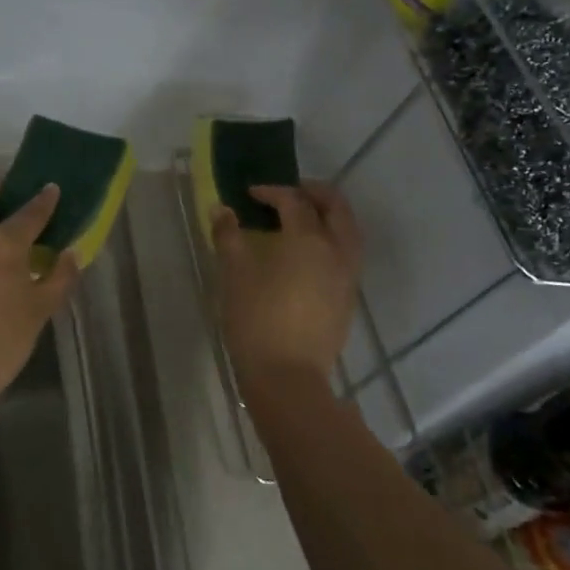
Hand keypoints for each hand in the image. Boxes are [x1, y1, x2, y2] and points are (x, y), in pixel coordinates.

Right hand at [211, 181, 361, 385]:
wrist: (287, 377)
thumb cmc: (257, 321)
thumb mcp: (234, 275)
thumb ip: (228, 237)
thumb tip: (221, 210)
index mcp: (308, 239)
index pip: (294, 201)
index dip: (272, 191)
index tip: (250, 194)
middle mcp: (336, 250)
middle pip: (336, 206)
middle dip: (313, 192)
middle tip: (288, 193)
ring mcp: (347, 275)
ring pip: (348, 230)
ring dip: (328, 215)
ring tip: (302, 219)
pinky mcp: (348, 297)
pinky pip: (347, 253)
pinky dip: (332, 238)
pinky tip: (309, 253)